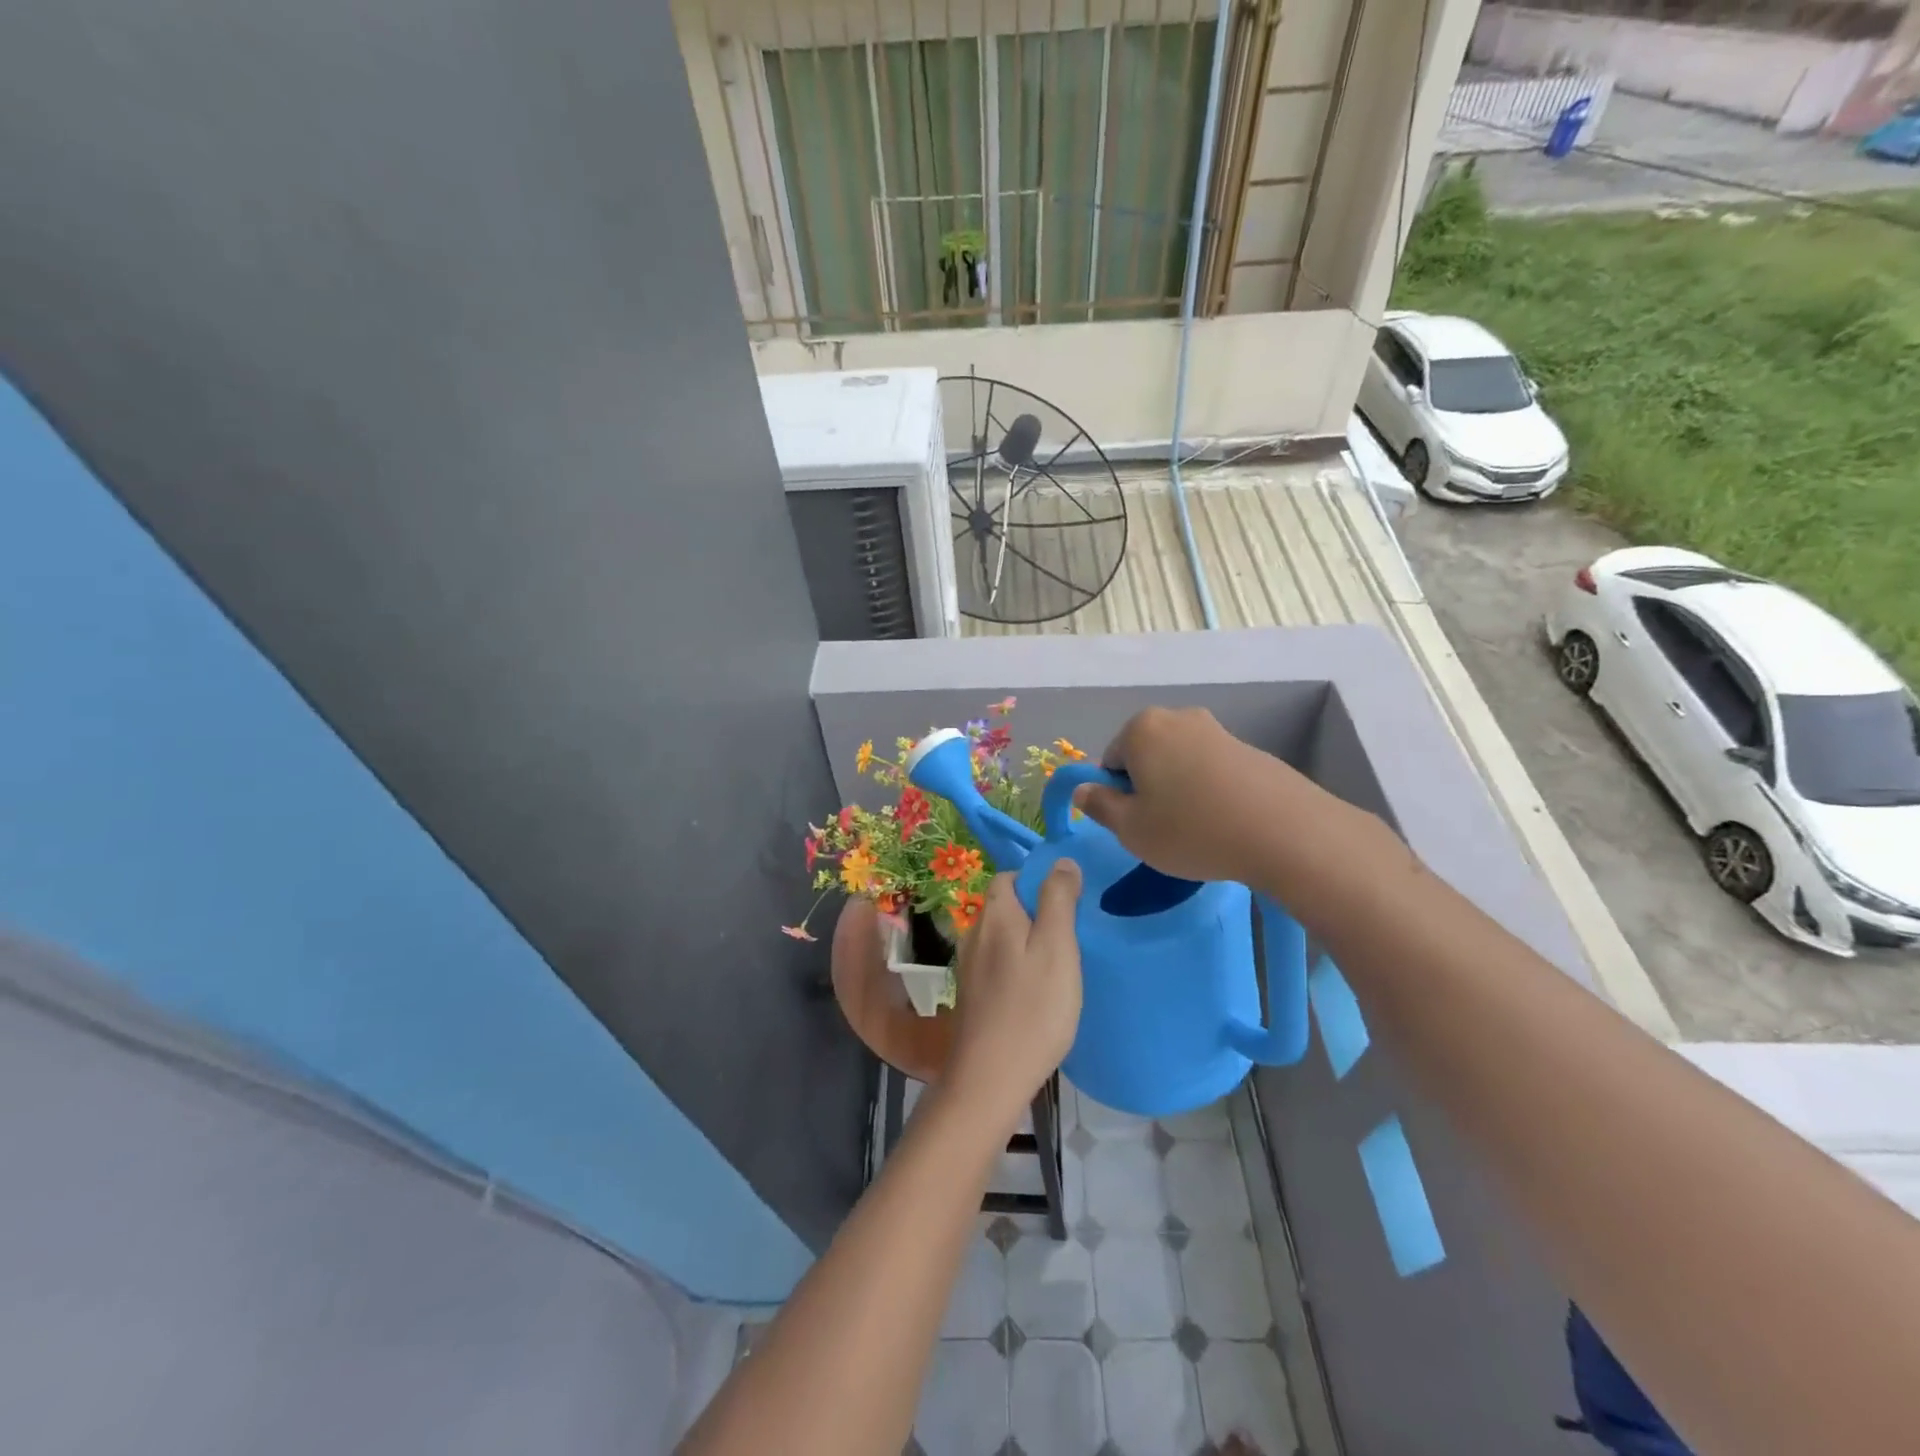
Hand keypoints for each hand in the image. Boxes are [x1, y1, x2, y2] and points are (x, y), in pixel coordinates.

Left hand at [945, 864, 1082, 1128]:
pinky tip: (1039, 990)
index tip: (1070, 904)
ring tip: (1061, 964)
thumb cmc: (1032, 1008)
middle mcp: (974, 932)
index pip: (1011, 876)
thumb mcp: (1057, 947)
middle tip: (1072, 937)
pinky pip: (999, 963)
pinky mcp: (972, 993)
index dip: (1040, 882)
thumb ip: (1059, 899)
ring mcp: (969, 964)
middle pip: (1006, 906)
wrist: (991, 1077)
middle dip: (1037, 912)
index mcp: (995, 914)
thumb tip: (1061, 860)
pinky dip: (1019, 966)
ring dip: (1029, 941)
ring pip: (1003, 936)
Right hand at [1072, 706, 1290, 883]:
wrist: (1285, 832)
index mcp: (1142, 729)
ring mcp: (1218, 730)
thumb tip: (1083, 790)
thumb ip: (1099, 806)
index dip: (1118, 796)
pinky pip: (1212, 771)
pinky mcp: (1250, 749)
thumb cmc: (1191, 829)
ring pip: (1180, 764)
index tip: (1138, 824)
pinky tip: (1226, 822)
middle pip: (1146, 757)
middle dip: (1148, 788)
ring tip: (1199, 829)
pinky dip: (1210, 792)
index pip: (1110, 762)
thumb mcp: (1131, 829)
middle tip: (1164, 829)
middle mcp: (1178, 718)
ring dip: (1179, 791)